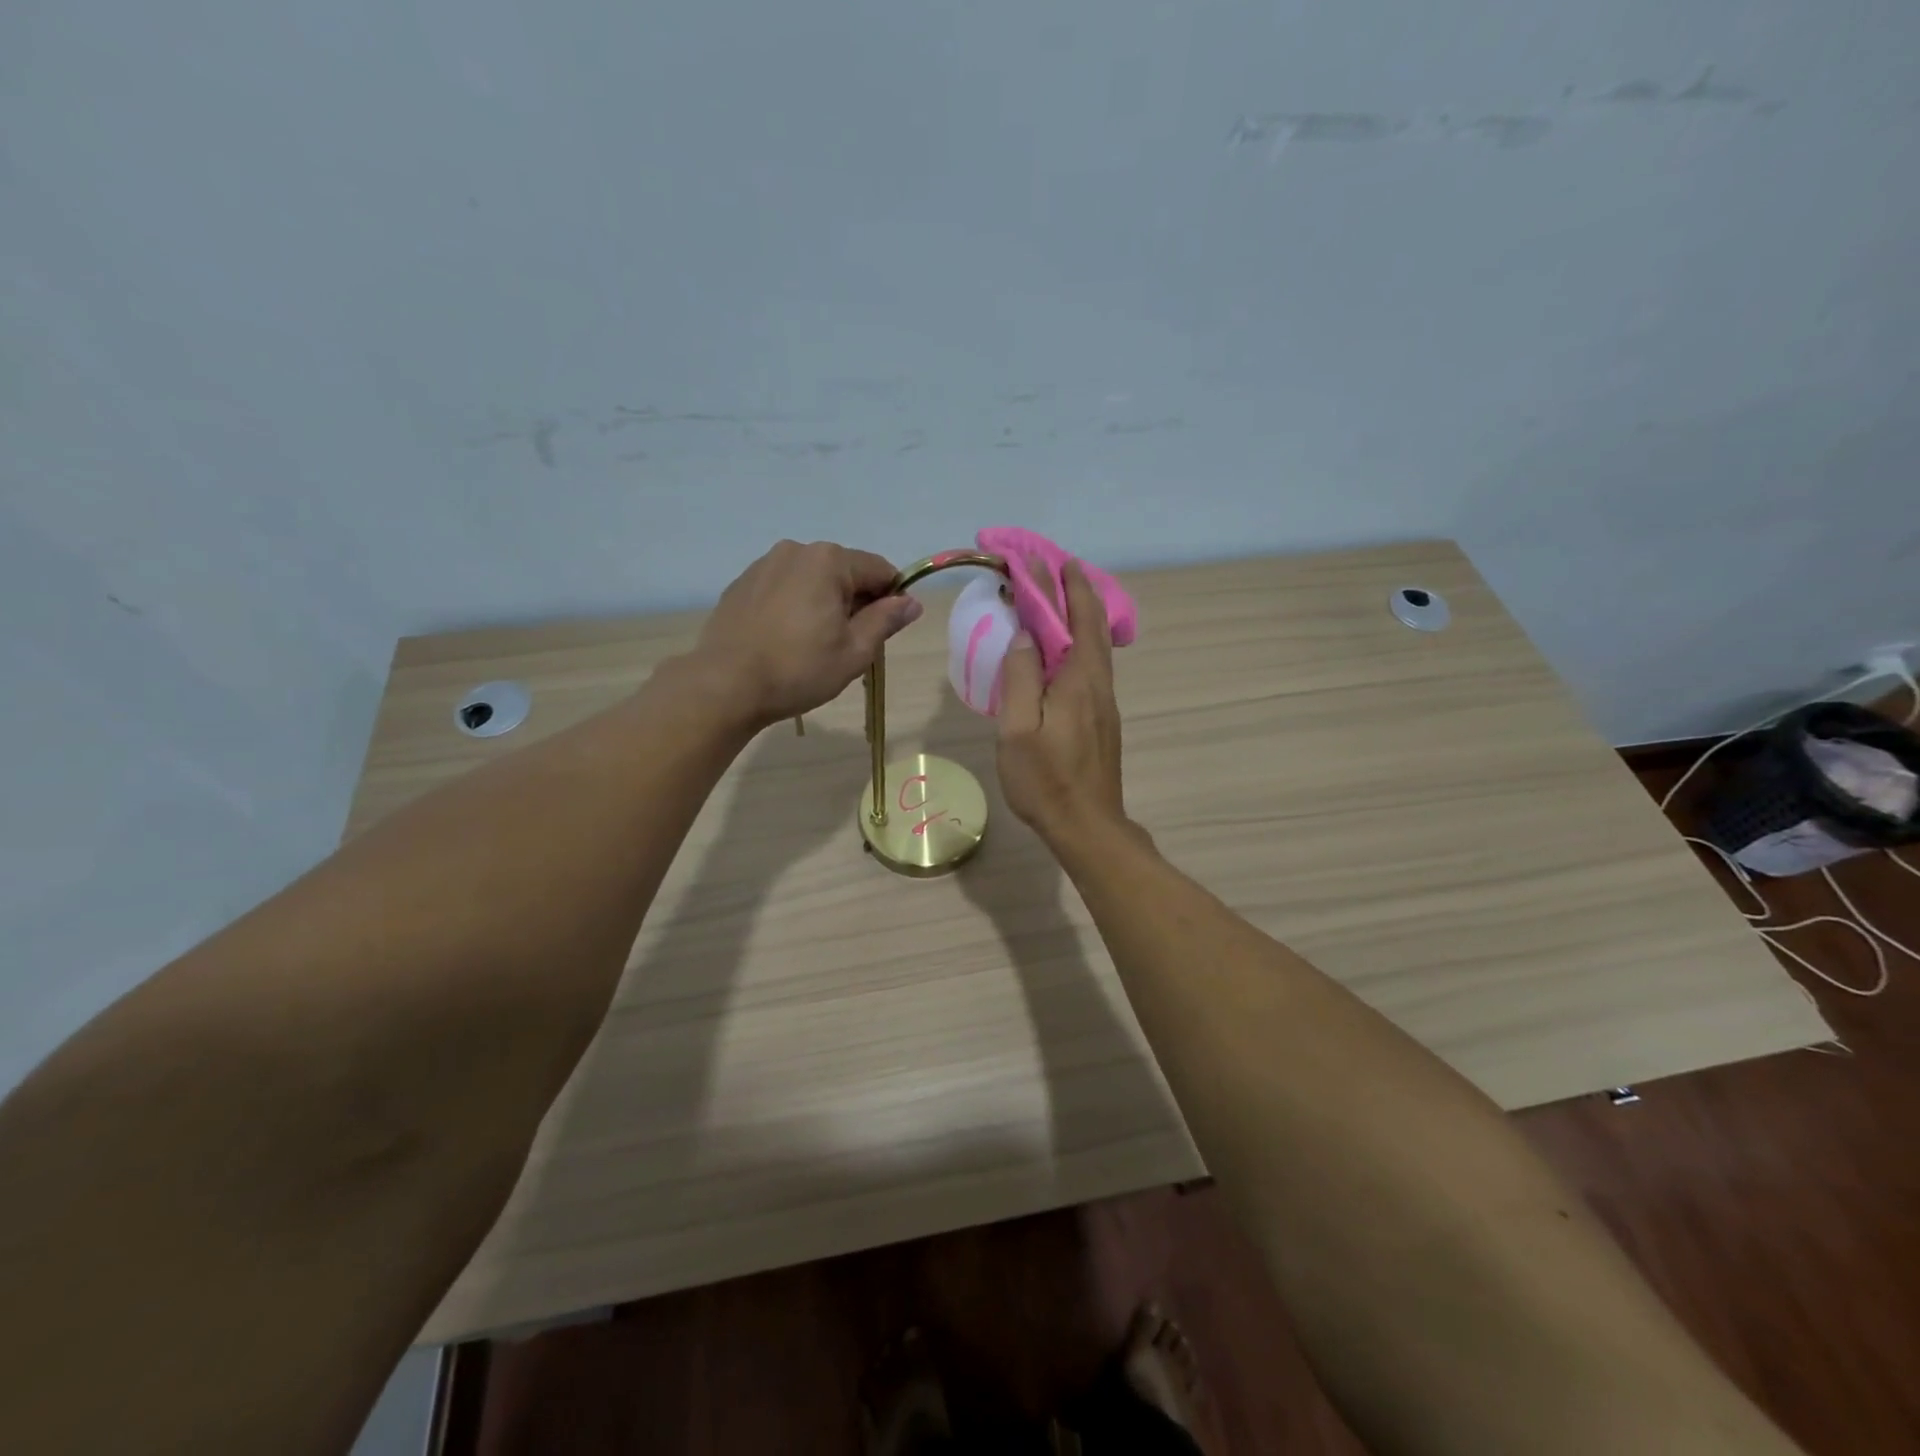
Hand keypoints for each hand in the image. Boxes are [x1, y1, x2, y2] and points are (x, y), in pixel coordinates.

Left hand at [691, 539, 921, 727]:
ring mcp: (764, 564)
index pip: (880, 570)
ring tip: (812, 644)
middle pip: (845, 572)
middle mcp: (796, 550)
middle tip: (847, 645)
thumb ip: (886, 620)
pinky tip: (785, 639)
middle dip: (855, 602)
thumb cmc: (798, 669)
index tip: (884, 632)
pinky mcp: (742, 583)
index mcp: (829, 560)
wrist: (725, 685)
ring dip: (823, 604)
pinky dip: (794, 606)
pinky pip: (784, 588)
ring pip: (812, 580)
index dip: (891, 599)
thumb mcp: (854, 651)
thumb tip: (911, 602)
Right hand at [997, 558, 1129, 847]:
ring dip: (1081, 612)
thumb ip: (1019, 678)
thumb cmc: (1046, 781)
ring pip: (1096, 643)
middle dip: (1077, 588)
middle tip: (1058, 564)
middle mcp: (1098, 682)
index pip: (1070, 617)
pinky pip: (1093, 663)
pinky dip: (1081, 638)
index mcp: (1078, 679)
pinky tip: (1068, 645)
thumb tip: (1024, 635)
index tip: (1032, 559)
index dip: (1052, 585)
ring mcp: (1105, 701)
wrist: (1088, 826)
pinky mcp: (1102, 718)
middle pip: (1092, 623)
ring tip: (1063, 593)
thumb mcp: (1018, 731)